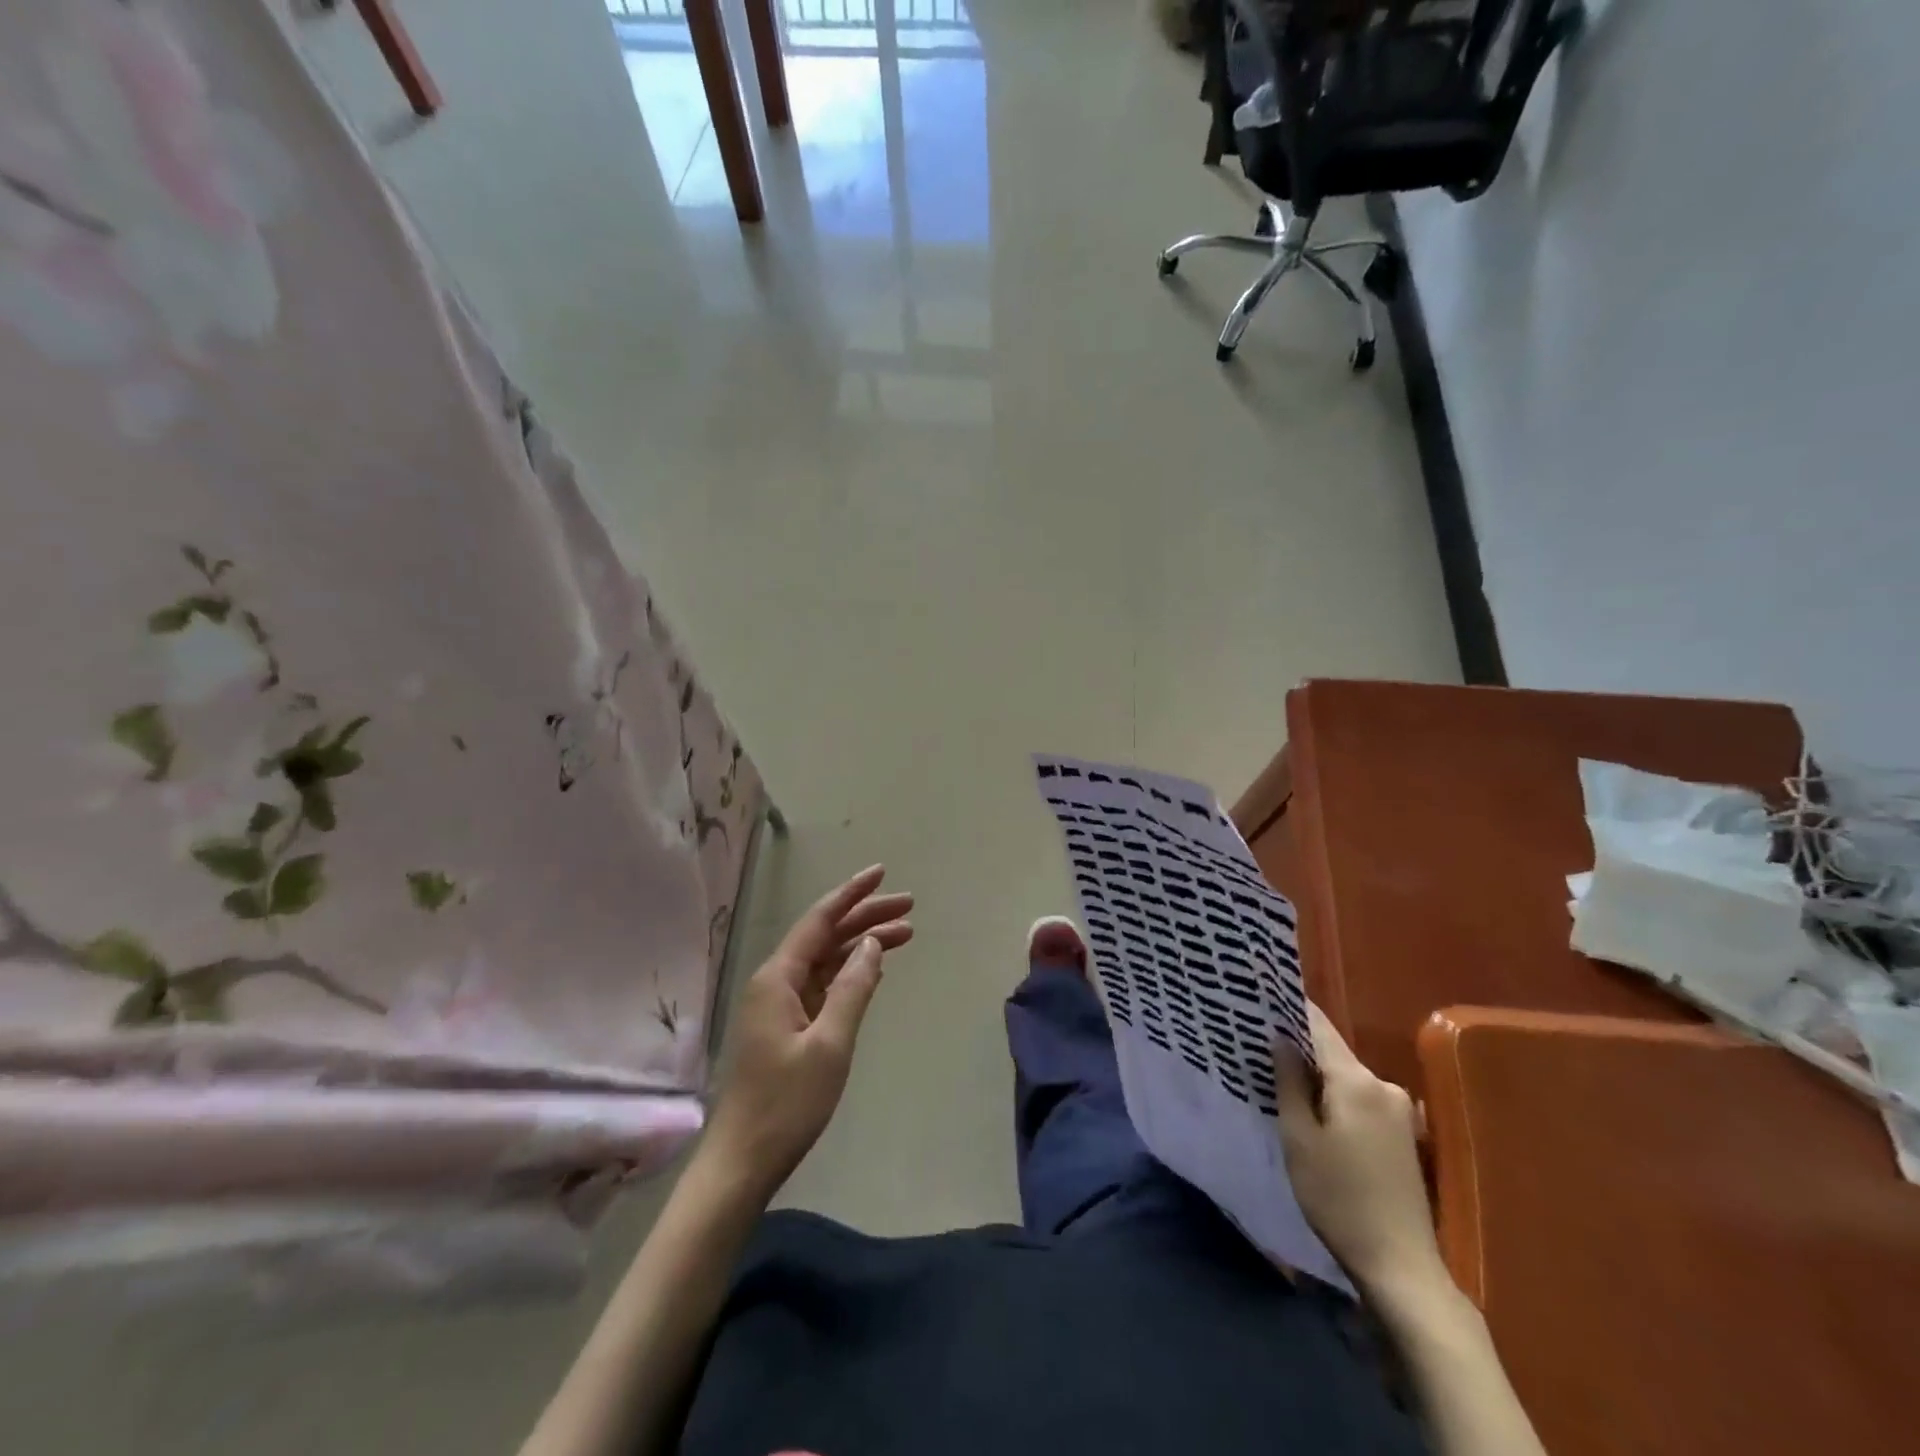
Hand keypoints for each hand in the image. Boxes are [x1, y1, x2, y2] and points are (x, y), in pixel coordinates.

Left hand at [701, 865, 912, 1198]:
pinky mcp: (786, 1027)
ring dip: (862, 945)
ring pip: (826, 960)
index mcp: (778, 977)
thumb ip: (853, 988)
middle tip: (909, 907)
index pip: (820, 920)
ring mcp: (779, 1005)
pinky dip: (850, 973)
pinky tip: (874, 968)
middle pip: (825, 936)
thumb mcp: (830, 1043)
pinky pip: (822, 984)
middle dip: (865, 917)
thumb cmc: (787, 1103)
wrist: (743, 1161)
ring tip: (905, 933)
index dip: (852, 894)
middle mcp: (775, 981)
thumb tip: (871, 944)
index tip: (882, 873)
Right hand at [1275, 1005, 1447, 1302]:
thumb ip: (1289, 1081)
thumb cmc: (1338, 1198)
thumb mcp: (1299, 1138)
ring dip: (1317, 1076)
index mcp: (1358, 1081)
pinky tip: (1315, 1113)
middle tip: (1259, 1044)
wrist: (1401, 1267)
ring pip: (1346, 1077)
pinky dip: (1335, 1098)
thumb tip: (1280, 1038)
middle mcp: (1384, 1086)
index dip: (1289, 1008)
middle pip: (1333, 1052)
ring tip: (1281, 1079)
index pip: (1318, 1027)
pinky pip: (1360, 1099)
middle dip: (1298, 1046)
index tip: (1261, 995)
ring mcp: (1400, 1111)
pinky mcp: (1404, 1135)